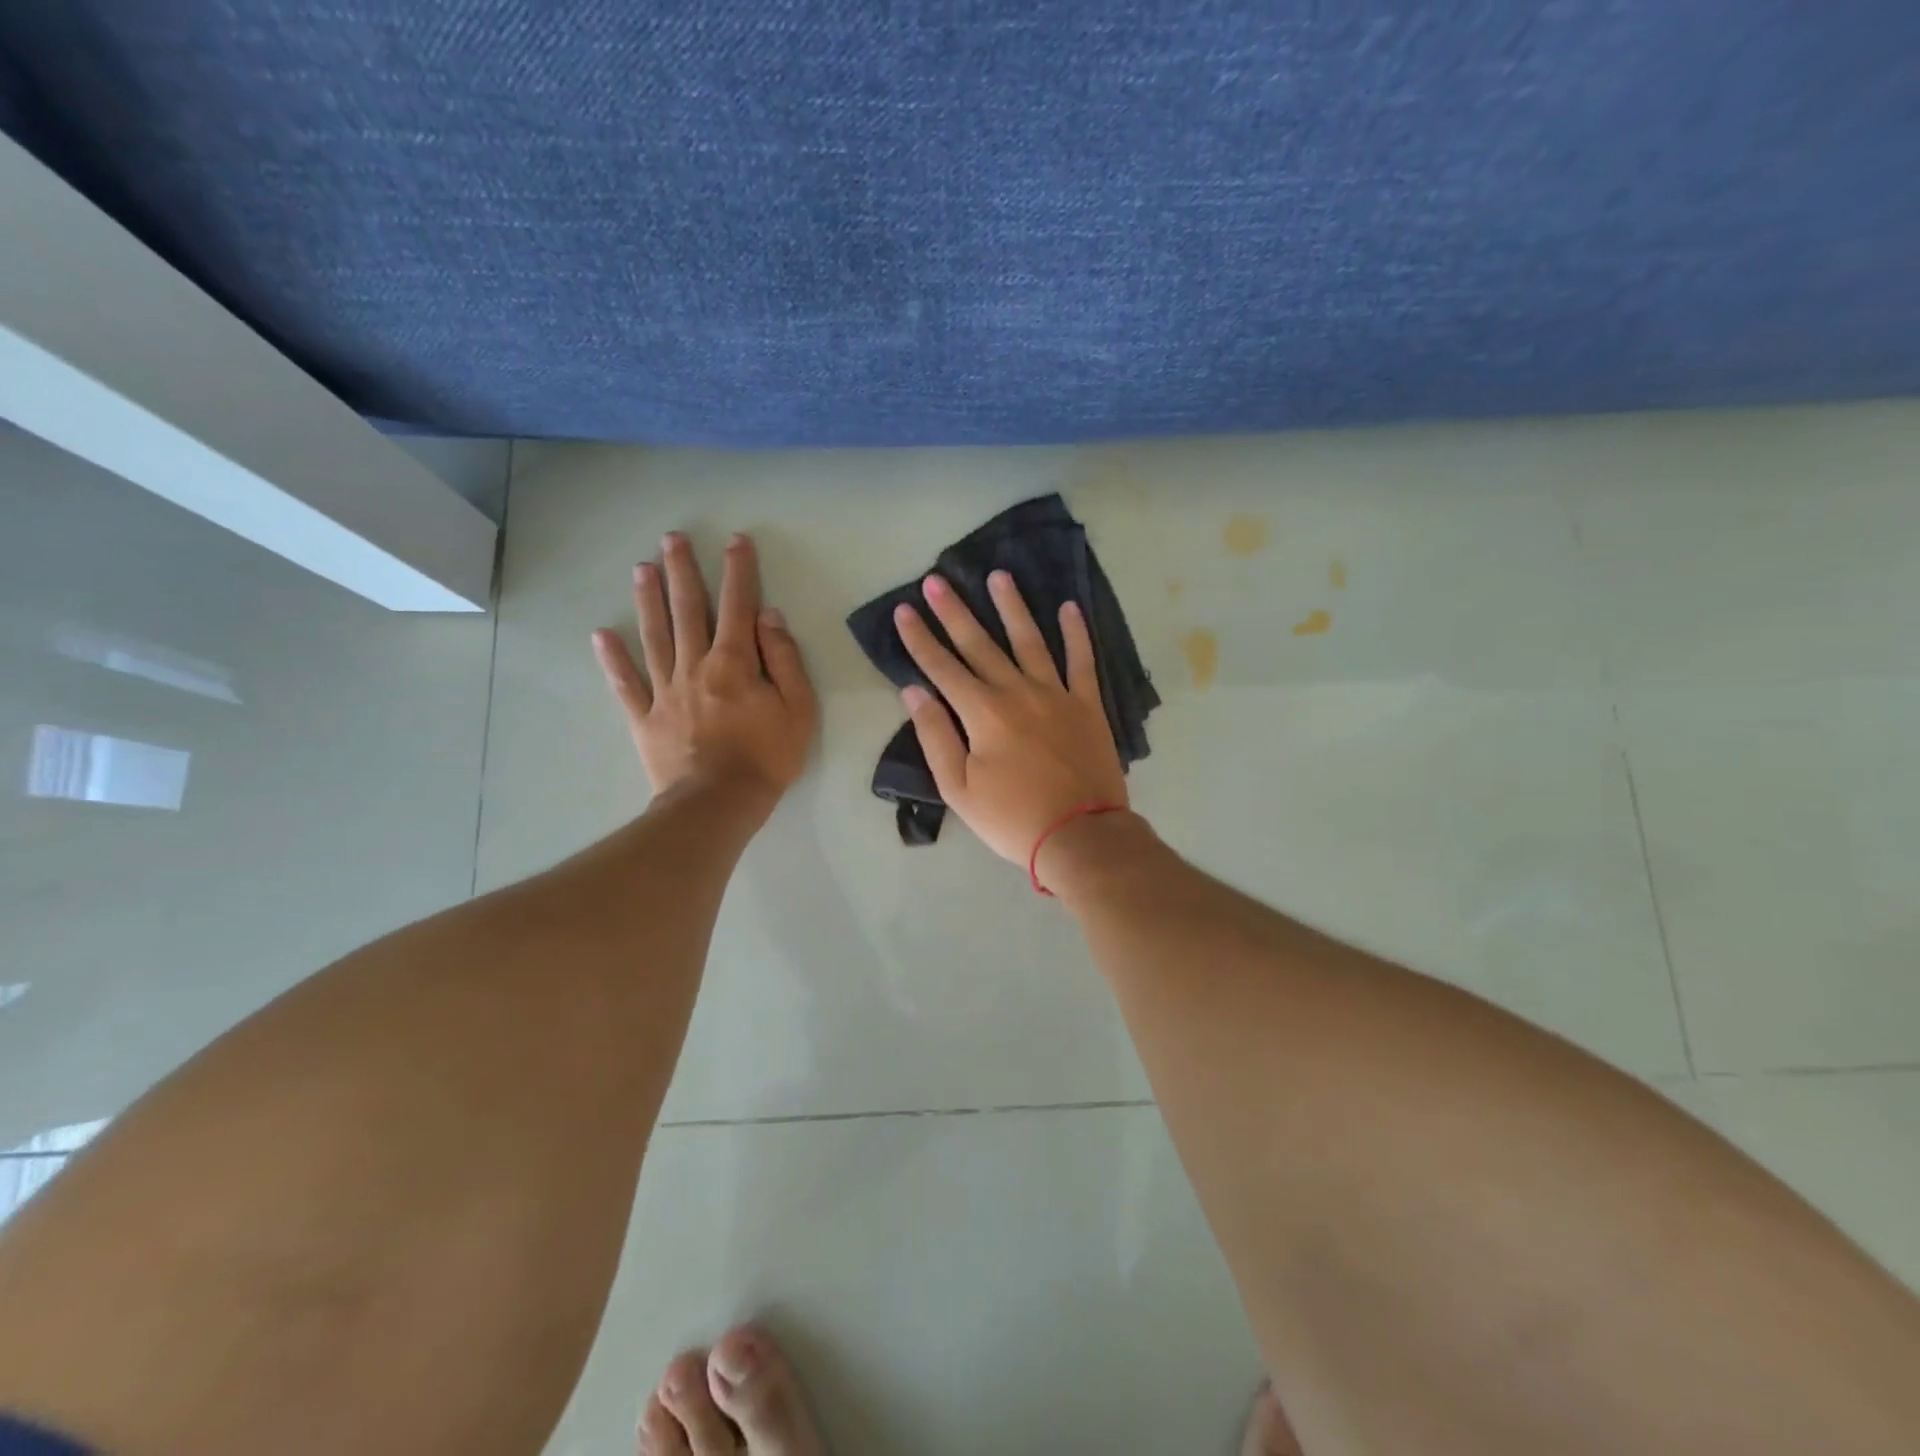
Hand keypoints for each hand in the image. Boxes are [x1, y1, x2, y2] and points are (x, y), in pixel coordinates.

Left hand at [593, 532, 817, 808]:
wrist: (718, 804)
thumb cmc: (767, 758)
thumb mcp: (798, 709)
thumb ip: (785, 659)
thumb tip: (768, 616)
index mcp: (734, 663)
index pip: (737, 606)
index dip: (738, 571)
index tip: (736, 541)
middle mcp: (695, 666)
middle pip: (687, 610)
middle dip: (682, 571)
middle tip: (672, 538)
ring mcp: (665, 691)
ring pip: (654, 636)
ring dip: (648, 600)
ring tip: (641, 569)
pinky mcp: (645, 718)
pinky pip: (626, 684)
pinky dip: (612, 660)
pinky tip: (601, 635)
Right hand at [893, 571, 1126, 866]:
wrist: (1080, 835)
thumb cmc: (1012, 818)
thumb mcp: (959, 788)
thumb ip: (936, 736)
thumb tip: (915, 692)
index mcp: (983, 713)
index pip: (943, 668)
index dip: (920, 639)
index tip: (905, 610)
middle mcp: (1017, 692)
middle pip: (980, 644)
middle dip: (955, 612)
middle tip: (937, 580)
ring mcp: (1056, 694)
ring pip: (1030, 641)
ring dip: (1012, 607)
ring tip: (999, 576)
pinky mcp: (1087, 705)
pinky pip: (1082, 661)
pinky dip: (1077, 634)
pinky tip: (1070, 608)